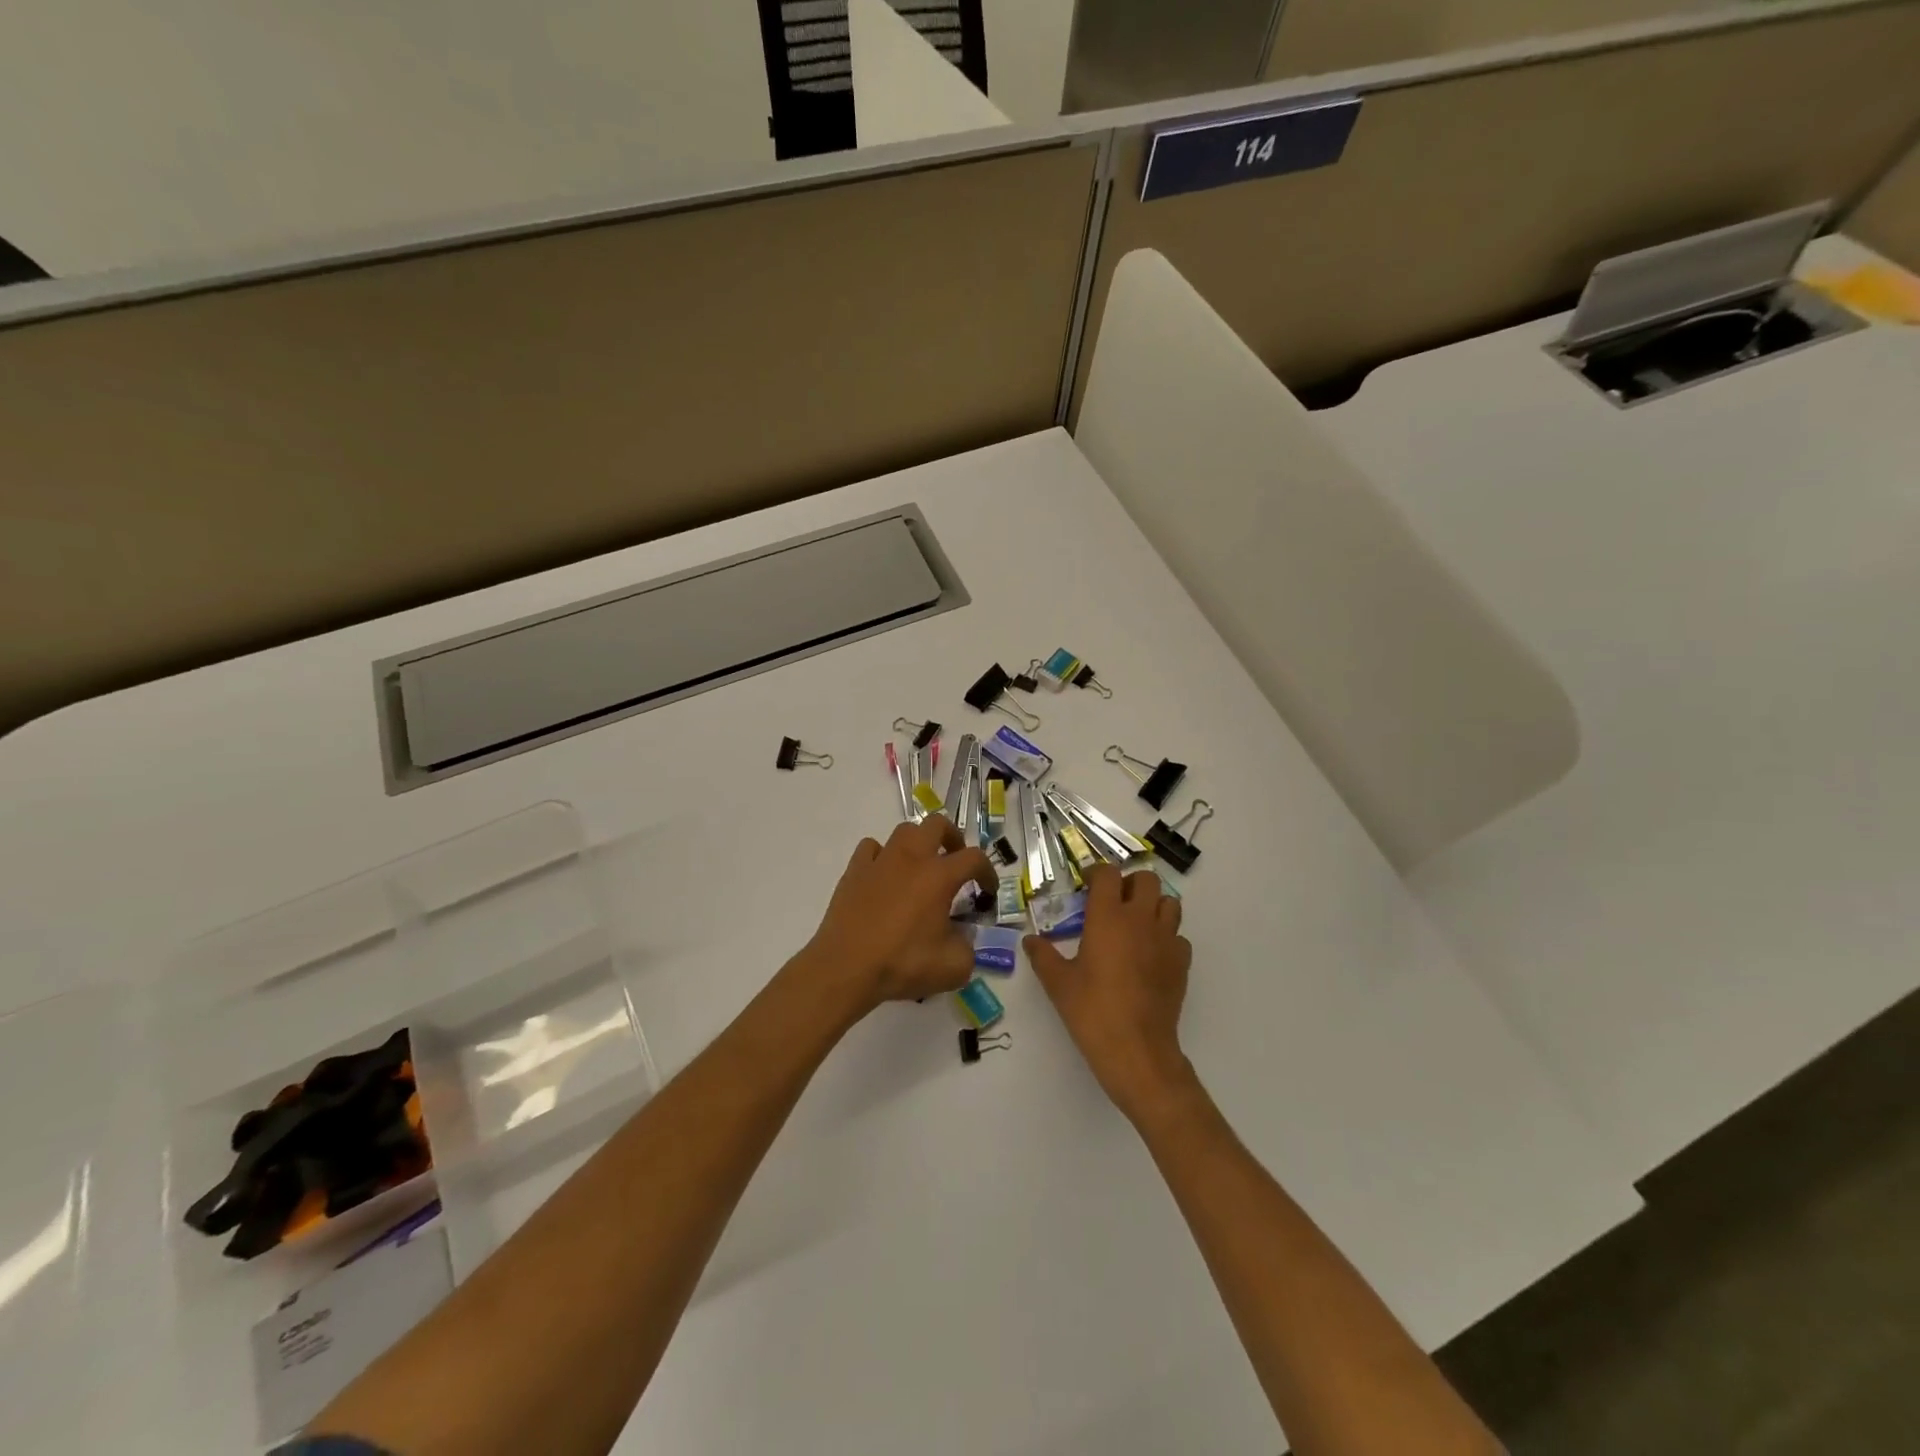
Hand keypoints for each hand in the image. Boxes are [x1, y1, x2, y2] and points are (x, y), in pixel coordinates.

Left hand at [799, 816, 996, 1016]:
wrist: (846, 968)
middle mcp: (911, 858)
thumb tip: (963, 939)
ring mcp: (880, 861)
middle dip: (953, 838)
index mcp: (939, 876)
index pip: (974, 858)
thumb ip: (968, 949)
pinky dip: (882, 856)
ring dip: (919, 843)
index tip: (987, 891)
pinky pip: (872, 848)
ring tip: (921, 867)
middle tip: (955, 861)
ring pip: (904, 831)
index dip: (988, 872)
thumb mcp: (952, 968)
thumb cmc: (902, 964)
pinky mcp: (854, 870)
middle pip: (937, 824)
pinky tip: (884, 875)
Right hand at [1027, 864, 1194, 1120]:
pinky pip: (1178, 936)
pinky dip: (1166, 937)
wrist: (1137, 1050)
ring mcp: (1166, 939)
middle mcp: (1140, 919)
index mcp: (1108, 916)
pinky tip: (1151, 955)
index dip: (1097, 874)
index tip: (1086, 886)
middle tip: (1113, 902)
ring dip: (1153, 905)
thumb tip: (1030, 940)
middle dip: (1129, 884)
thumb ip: (1043, 956)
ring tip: (1136, 924)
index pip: (1108, 874)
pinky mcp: (1182, 962)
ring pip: (1169, 903)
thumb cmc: (1092, 1011)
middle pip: (1145, 879)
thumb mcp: (1058, 983)